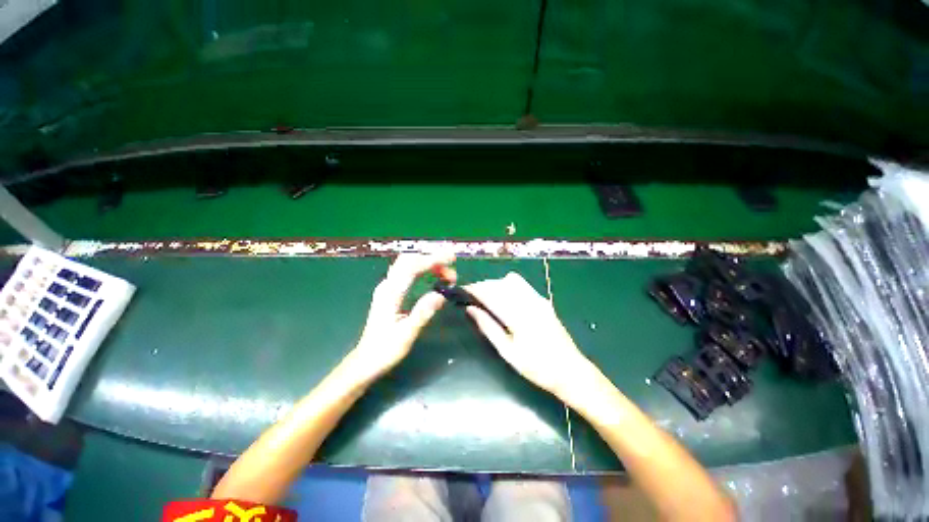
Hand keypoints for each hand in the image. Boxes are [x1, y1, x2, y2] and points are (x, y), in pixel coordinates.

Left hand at [348, 253, 456, 382]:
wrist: (365, 362)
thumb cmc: (385, 350)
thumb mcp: (406, 335)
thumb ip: (422, 313)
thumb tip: (441, 295)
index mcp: (391, 294)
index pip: (412, 267)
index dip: (433, 260)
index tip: (451, 258)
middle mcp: (387, 286)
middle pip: (409, 260)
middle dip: (432, 259)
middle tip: (452, 267)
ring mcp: (387, 288)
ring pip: (407, 265)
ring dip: (428, 264)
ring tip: (447, 274)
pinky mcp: (390, 293)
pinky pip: (407, 272)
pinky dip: (422, 269)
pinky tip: (433, 277)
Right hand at [464, 272, 593, 398]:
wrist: (570, 371)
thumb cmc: (536, 367)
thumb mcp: (508, 352)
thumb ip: (488, 327)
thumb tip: (470, 309)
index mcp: (517, 315)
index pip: (491, 293)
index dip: (475, 289)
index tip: (463, 291)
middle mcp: (528, 301)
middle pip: (499, 284)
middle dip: (483, 285)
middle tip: (472, 296)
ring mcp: (538, 299)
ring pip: (511, 281)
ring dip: (495, 284)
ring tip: (486, 297)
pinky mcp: (543, 301)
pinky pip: (522, 285)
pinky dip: (508, 286)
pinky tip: (504, 298)